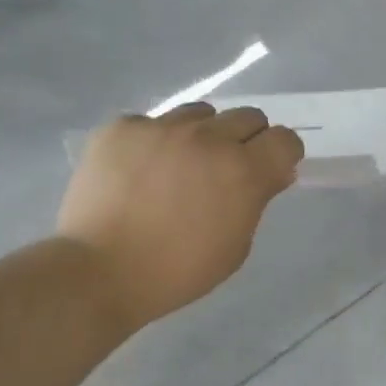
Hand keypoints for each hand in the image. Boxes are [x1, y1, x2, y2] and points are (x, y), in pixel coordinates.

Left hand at [57, 103, 303, 329]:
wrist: (101, 271)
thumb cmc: (178, 271)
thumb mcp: (236, 247)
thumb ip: (257, 201)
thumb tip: (272, 173)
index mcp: (243, 171)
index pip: (285, 139)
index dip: (282, 154)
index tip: (271, 170)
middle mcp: (207, 138)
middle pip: (247, 116)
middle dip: (246, 140)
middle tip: (226, 170)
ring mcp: (162, 127)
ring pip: (200, 114)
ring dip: (202, 135)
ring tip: (180, 166)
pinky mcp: (122, 127)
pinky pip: (152, 123)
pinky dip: (154, 143)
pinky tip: (139, 171)